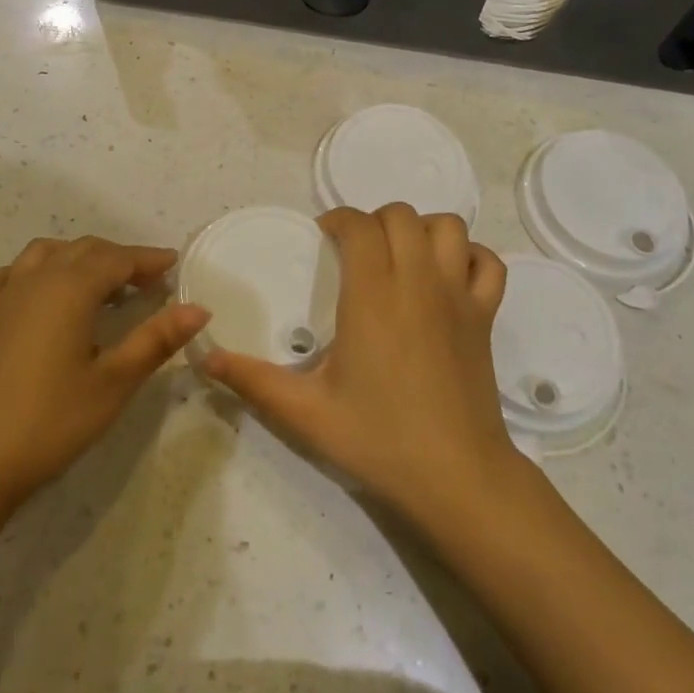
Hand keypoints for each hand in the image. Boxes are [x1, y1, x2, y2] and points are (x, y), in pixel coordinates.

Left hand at [0, 237, 209, 514]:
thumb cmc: (50, 421)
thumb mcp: (114, 383)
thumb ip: (156, 340)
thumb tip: (199, 309)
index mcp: (70, 289)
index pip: (117, 259)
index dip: (148, 259)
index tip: (173, 265)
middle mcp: (36, 281)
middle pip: (83, 249)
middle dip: (119, 257)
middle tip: (148, 280)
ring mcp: (4, 299)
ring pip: (45, 254)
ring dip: (78, 257)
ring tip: (100, 283)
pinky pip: (7, 277)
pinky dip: (30, 272)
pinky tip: (37, 292)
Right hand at [200, 205, 523, 530]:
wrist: (457, 477)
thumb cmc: (379, 439)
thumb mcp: (305, 412)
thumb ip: (252, 380)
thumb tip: (205, 360)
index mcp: (373, 295)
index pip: (359, 225)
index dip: (338, 220)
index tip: (322, 240)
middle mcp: (418, 281)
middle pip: (401, 215)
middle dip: (374, 221)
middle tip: (355, 253)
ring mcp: (458, 296)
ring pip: (447, 227)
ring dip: (421, 230)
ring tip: (400, 257)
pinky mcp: (485, 316)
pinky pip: (487, 263)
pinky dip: (468, 257)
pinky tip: (448, 278)